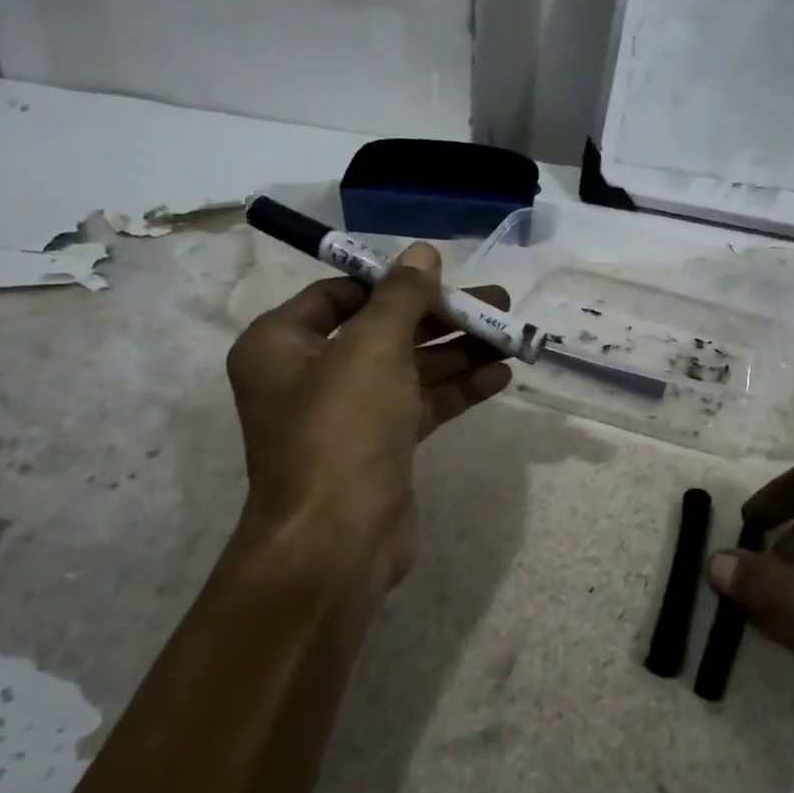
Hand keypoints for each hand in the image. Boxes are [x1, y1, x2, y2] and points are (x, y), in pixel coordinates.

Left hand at [225, 243, 511, 593]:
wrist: (336, 540)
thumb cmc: (342, 428)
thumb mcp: (372, 348)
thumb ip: (401, 296)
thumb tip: (423, 252)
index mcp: (281, 344)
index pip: (340, 294)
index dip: (392, 282)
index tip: (443, 277)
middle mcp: (308, 376)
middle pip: (384, 331)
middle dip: (442, 318)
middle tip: (497, 305)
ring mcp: (346, 415)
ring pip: (409, 369)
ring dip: (459, 353)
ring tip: (511, 337)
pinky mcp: (380, 448)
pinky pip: (420, 405)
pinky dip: (457, 390)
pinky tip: (501, 376)